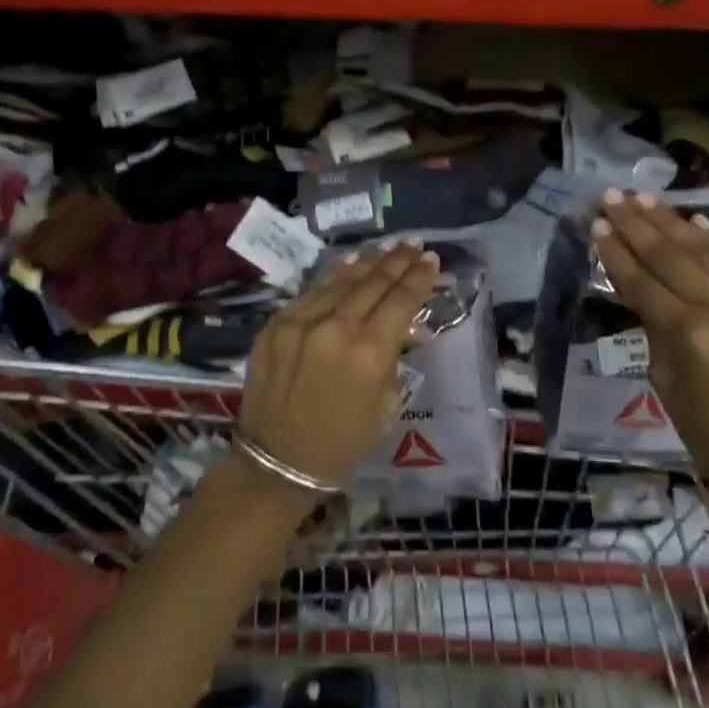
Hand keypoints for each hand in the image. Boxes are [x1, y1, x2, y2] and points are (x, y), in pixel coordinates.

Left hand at [238, 239, 440, 493]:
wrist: (277, 462)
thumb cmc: (341, 444)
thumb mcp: (385, 406)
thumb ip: (394, 359)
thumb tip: (405, 328)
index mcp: (369, 354)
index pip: (401, 301)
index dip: (419, 278)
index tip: (432, 259)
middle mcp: (336, 329)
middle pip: (374, 283)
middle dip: (397, 261)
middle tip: (414, 245)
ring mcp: (301, 322)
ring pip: (342, 281)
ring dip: (368, 262)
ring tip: (387, 247)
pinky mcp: (276, 324)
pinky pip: (312, 292)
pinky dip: (335, 276)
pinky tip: (350, 264)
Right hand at [592, 191, 708, 542]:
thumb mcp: (666, 385)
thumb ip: (656, 332)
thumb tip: (645, 296)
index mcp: (687, 335)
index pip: (641, 281)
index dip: (615, 251)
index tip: (596, 224)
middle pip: (670, 255)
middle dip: (635, 223)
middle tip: (610, 196)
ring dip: (673, 220)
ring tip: (645, 198)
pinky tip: (698, 220)